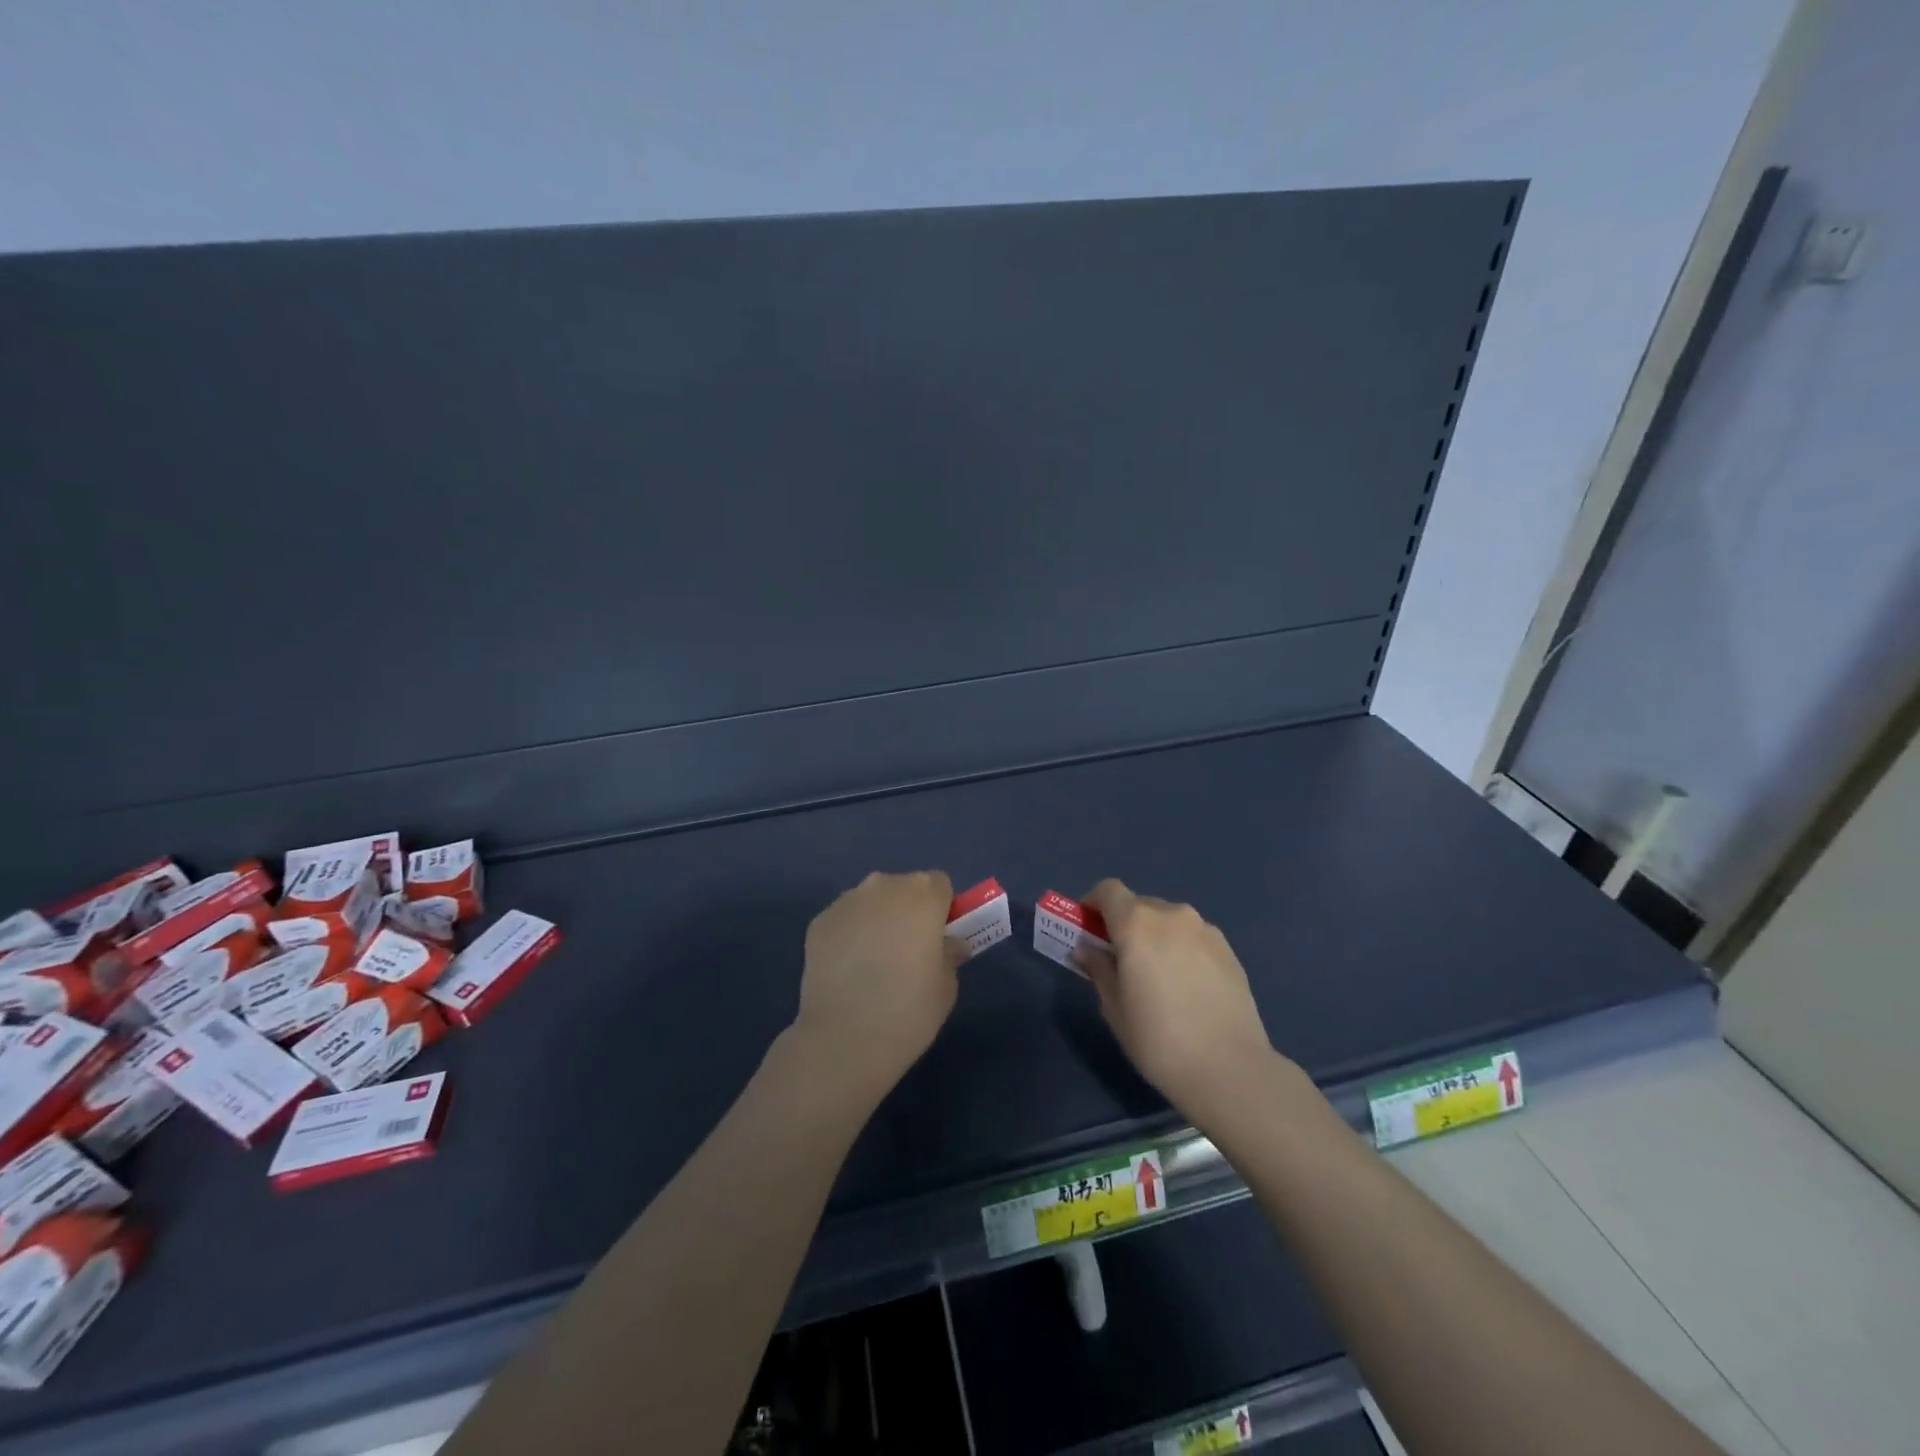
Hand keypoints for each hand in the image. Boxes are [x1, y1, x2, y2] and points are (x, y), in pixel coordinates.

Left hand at [791, 871, 965, 1099]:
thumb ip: (950, 954)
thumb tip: (949, 944)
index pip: (940, 886)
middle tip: (907, 953)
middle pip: (903, 888)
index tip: (937, 939)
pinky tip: (848, 971)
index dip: (941, 910)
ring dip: (877, 921)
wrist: (845, 1038)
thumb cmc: (909, 1009)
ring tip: (873, 965)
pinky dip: (850, 936)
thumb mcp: (946, 985)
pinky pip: (845, 921)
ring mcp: (847, 901)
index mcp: (922, 894)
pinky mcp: (819, 922)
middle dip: (907, 912)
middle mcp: (883, 886)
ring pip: (871, 902)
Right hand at [1077, 879, 1281, 1125]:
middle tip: (1120, 960)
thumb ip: (1099, 969)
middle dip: (1124, 925)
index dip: (1093, 904)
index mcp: (1137, 923)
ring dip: (1155, 937)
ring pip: (1169, 922)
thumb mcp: (1114, 1008)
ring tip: (1157, 977)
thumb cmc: (1158, 1039)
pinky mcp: (1229, 951)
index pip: (1108, 890)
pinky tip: (1186, 988)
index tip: (1088, 930)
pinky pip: (1193, 938)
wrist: (1230, 1069)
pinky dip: (1181, 950)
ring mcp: (1205, 931)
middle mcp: (1172, 915)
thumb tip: (1087, 949)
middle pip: (1139, 905)